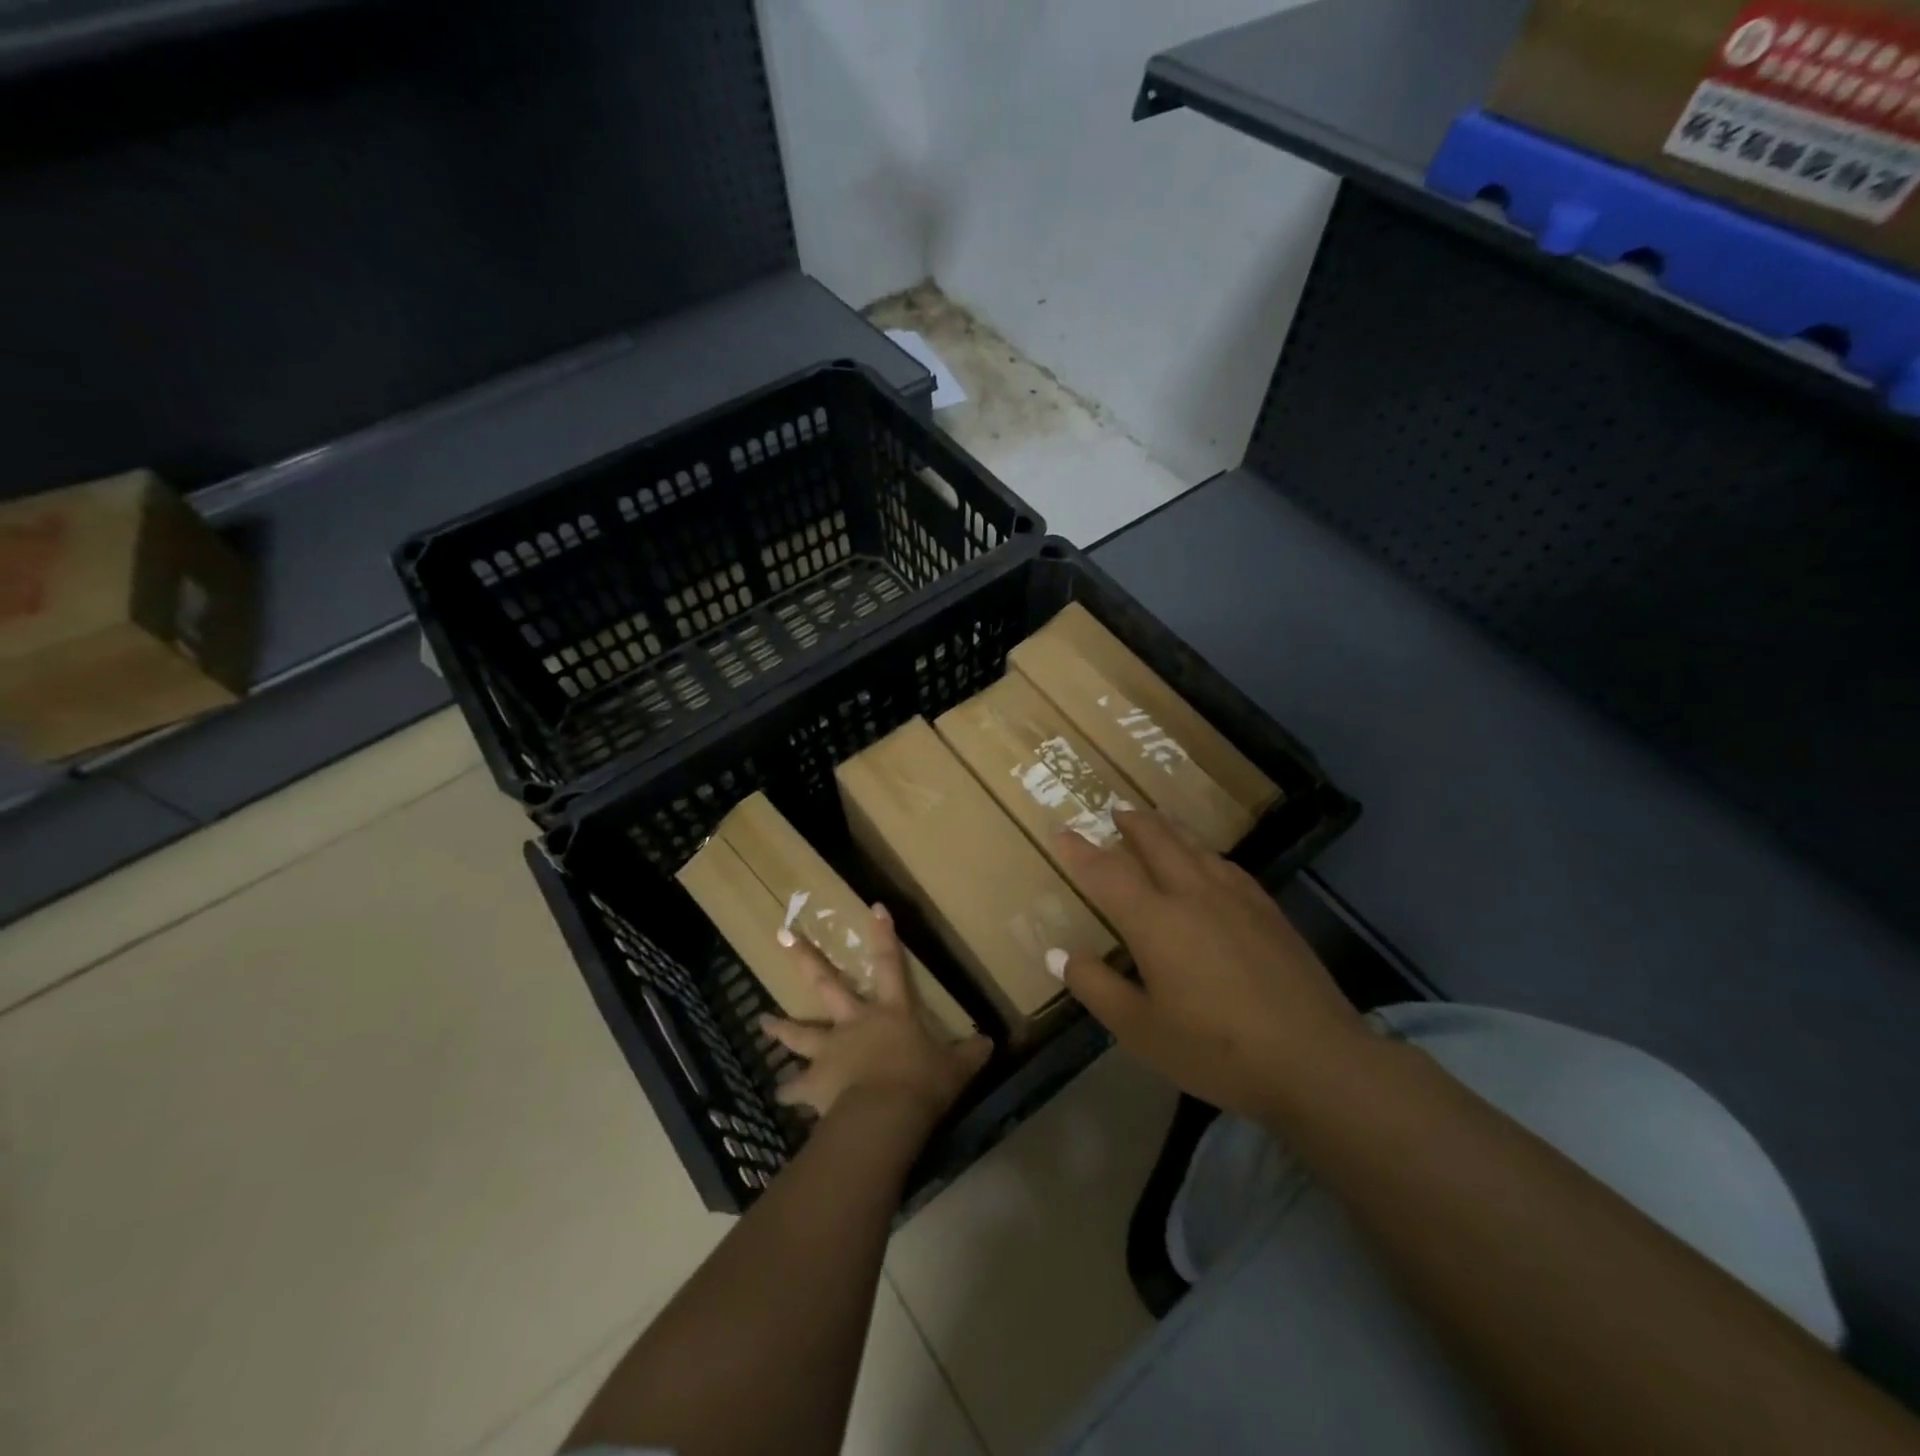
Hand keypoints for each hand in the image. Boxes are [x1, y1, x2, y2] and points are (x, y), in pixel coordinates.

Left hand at [760, 904, 992, 1127]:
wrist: (886, 1115)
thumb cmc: (922, 1083)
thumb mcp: (955, 1068)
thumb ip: (970, 1053)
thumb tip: (990, 1042)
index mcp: (891, 1011)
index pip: (889, 963)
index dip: (883, 935)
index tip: (874, 907)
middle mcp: (856, 1022)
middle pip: (826, 983)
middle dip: (805, 958)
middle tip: (782, 935)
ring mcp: (831, 1049)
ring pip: (800, 1032)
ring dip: (781, 1027)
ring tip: (762, 1021)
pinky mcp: (816, 1082)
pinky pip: (797, 1087)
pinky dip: (789, 1091)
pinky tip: (781, 1094)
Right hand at [1050, 809, 1369, 1121]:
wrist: (1316, 1060)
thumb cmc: (1217, 1050)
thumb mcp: (1140, 1031)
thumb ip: (1096, 987)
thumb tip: (1061, 954)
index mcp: (1155, 920)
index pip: (1106, 872)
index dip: (1080, 851)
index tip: (1062, 833)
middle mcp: (1192, 894)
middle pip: (1157, 840)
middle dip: (1131, 822)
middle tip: (1115, 813)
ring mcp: (1236, 898)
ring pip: (1195, 846)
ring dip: (1168, 829)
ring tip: (1155, 823)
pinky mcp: (1268, 910)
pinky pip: (1226, 864)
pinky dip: (1204, 852)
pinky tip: (1209, 862)